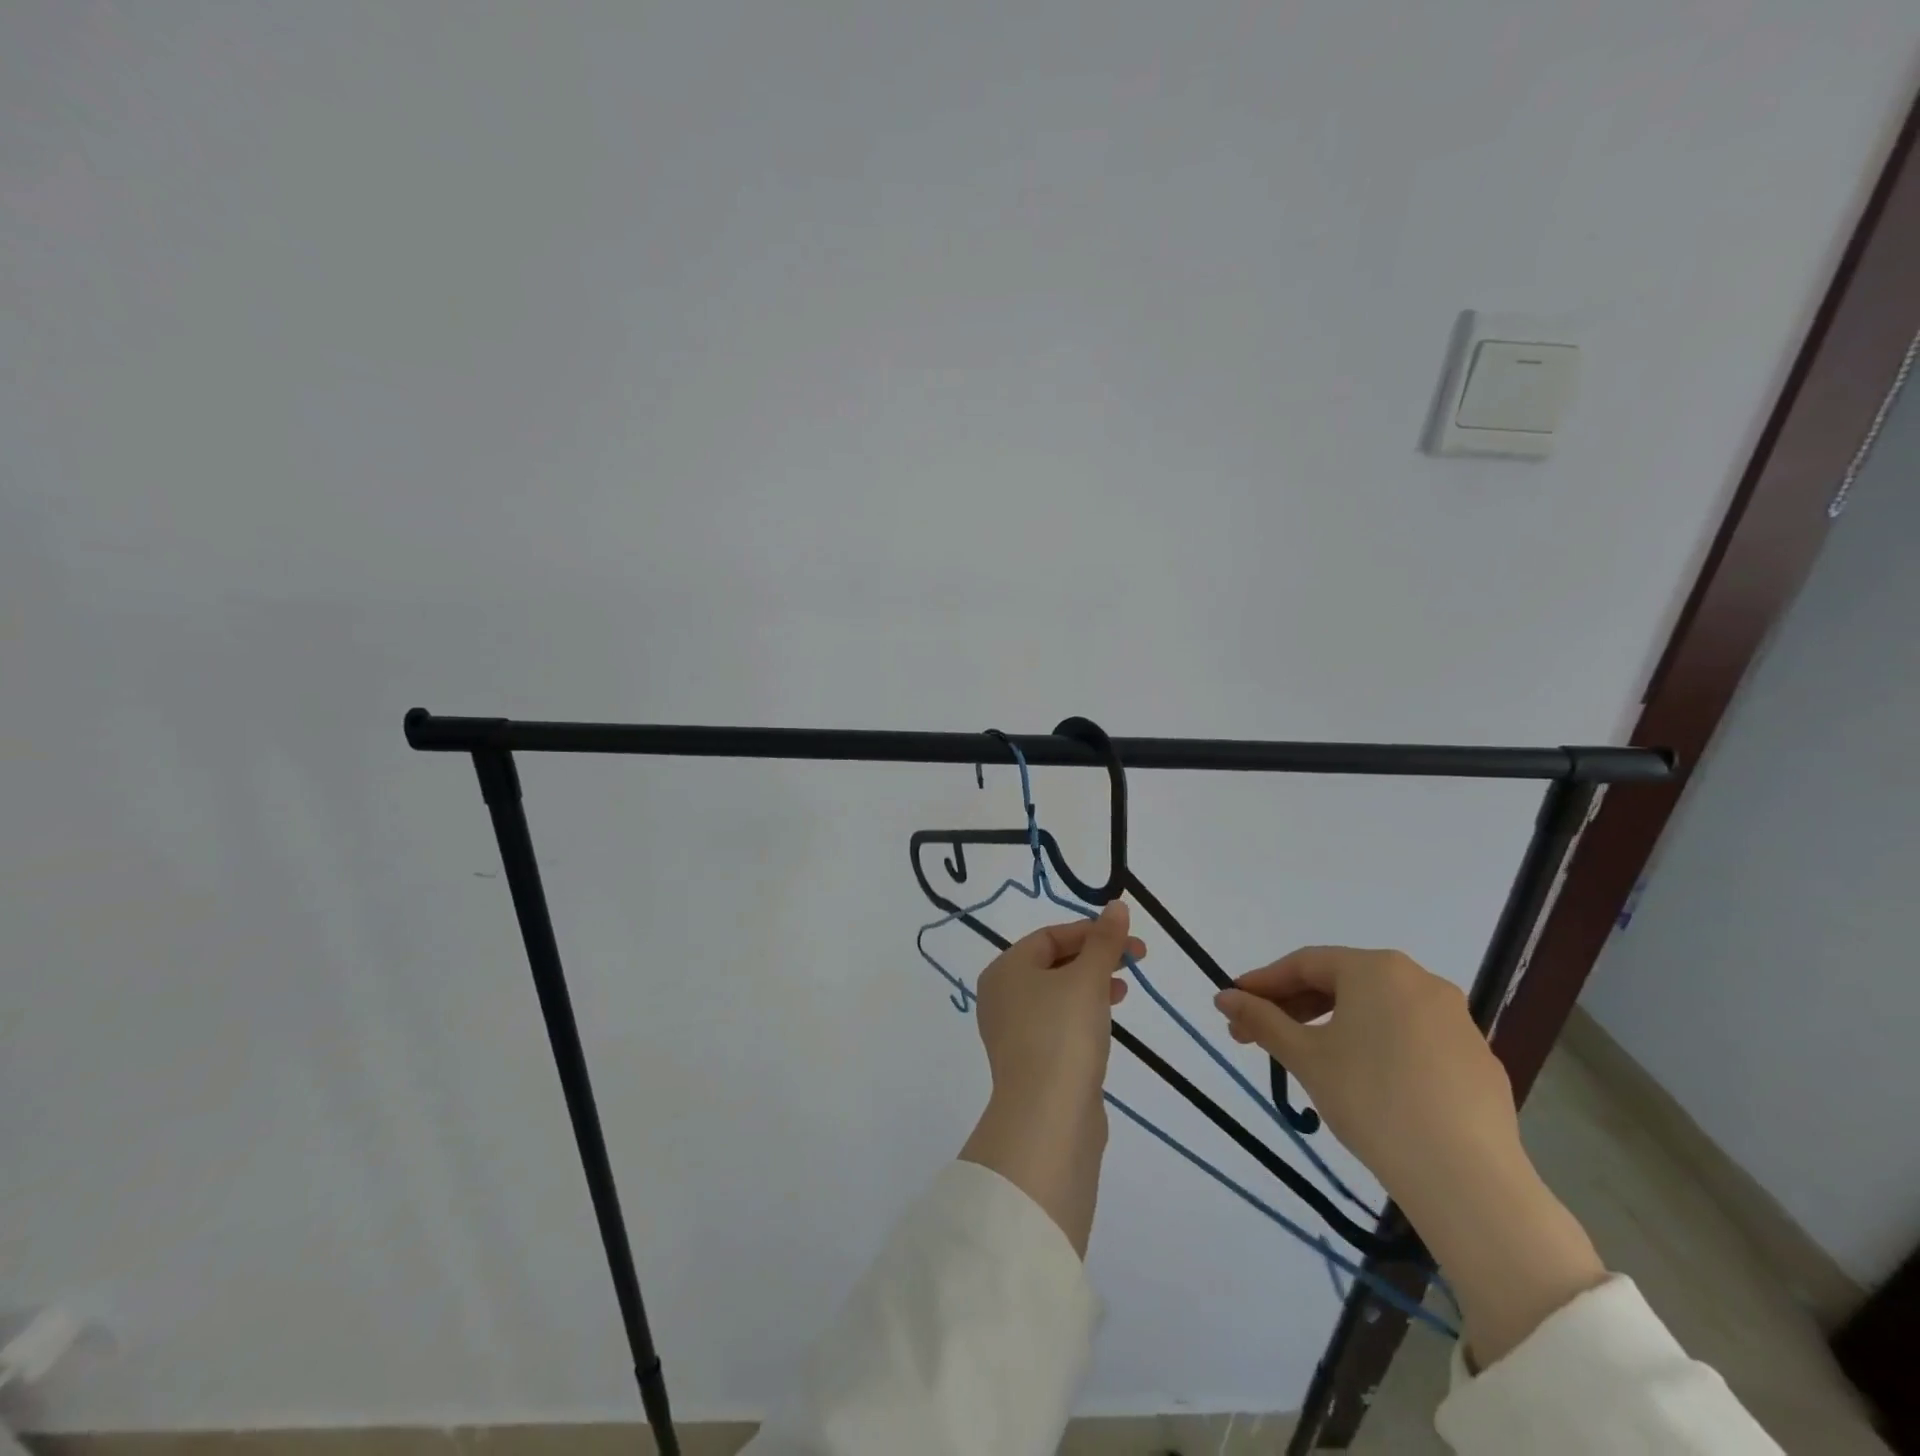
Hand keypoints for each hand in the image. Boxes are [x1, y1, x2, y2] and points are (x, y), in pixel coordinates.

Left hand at [959, 902, 1142, 1256]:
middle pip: (1053, 963)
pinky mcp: (1031, 1062)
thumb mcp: (1088, 979)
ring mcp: (1013, 1032)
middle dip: (1095, 958)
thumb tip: (1116, 905)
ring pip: (1058, 994)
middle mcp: (1002, 996)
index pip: (1050, 936)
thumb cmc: (1063, 1033)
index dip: (1091, 931)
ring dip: (1092, 985)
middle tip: (1136, 960)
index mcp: (1005, 969)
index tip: (1129, 938)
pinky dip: (1083, 1015)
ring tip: (1124, 990)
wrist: (1048, 1118)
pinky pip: (1059, 1024)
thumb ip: (1105, 941)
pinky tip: (1106, 1023)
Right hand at [1213, 947, 1517, 1208]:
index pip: (1305, 964)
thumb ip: (1262, 1020)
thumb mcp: (1305, 1057)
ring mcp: (1456, 1020)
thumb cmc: (1371, 1099)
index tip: (1234, 1004)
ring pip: (1379, 1010)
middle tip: (1260, 1037)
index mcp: (1377, 969)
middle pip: (1343, 983)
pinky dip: (1379, 1048)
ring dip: (1335, 1026)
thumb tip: (1224, 998)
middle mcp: (1420, 981)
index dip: (1263, 983)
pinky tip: (1367, 1084)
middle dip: (1296, 1007)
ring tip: (1308, 1059)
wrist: (1466, 1178)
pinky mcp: (1478, 1060)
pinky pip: (1413, 1040)